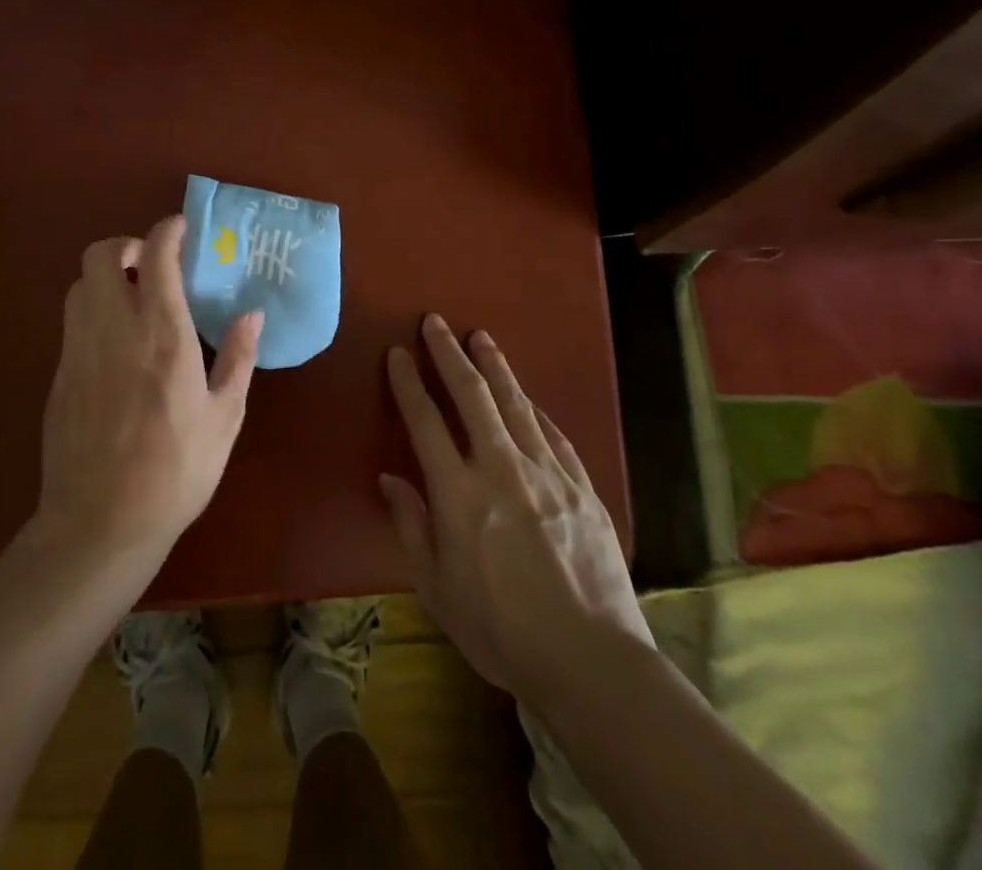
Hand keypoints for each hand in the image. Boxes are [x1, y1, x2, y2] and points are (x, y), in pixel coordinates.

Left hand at [36, 215, 262, 559]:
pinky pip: (72, 320)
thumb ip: (238, 358)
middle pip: (101, 254)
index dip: (167, 230)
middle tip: (151, 265)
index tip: (182, 229)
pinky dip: (92, 310)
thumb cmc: (175, 471)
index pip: (156, 256)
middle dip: (125, 245)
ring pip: (80, 283)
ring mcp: (80, 349)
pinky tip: (115, 343)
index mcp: (163, 335)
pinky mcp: (60, 372)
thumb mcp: (224, 418)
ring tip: (133, 300)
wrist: (100, 523)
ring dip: (105, 277)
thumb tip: (252, 314)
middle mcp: (115, 329)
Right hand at [380, 315, 650, 702]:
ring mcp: (547, 473)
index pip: (425, 420)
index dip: (408, 382)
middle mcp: (501, 468)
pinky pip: (553, 434)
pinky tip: (527, 396)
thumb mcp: (437, 589)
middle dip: (449, 354)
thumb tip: (390, 479)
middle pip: (471, 395)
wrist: (591, 661)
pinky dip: (534, 408)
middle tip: (435, 322)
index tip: (397, 353)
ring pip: (515, 403)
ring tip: (480, 337)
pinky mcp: (582, 487)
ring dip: (495, 366)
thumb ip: (411, 527)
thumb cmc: (501, 631)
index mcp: (458, 493)